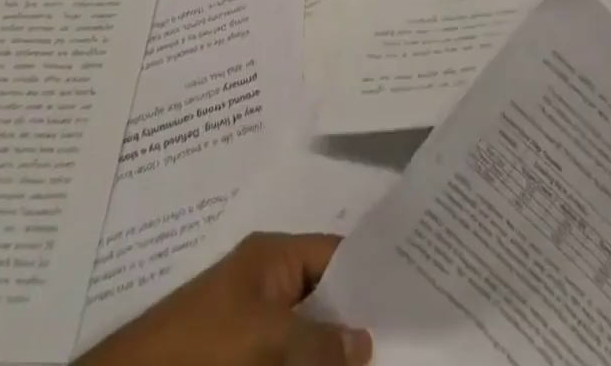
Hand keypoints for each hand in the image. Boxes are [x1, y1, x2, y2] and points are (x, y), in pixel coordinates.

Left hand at [79, 232, 371, 365]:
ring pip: (306, 339)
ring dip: (332, 355)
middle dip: (354, 325)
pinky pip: (284, 359)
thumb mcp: (266, 338)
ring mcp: (252, 327)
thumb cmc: (201, 346)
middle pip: (324, 299)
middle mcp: (266, 284)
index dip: (370, 276)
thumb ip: (319, 340)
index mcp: (274, 257)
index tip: (409, 299)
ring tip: (376, 365)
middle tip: (400, 346)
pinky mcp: (239, 359)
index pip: (336, 255)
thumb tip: (367, 342)